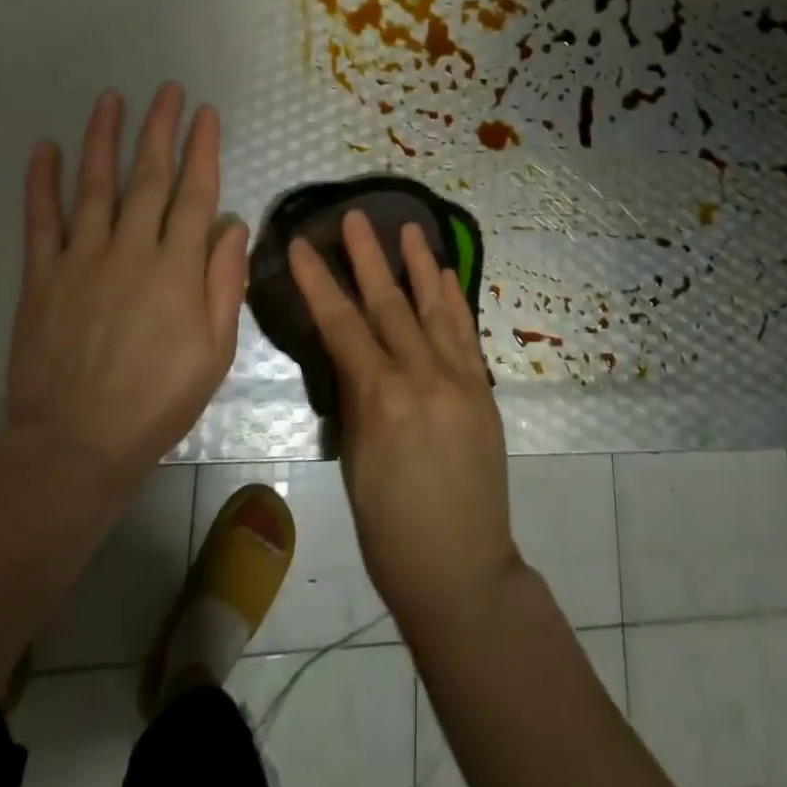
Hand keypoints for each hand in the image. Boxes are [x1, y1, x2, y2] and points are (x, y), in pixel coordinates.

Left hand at [6, 84, 248, 491]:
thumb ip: (225, 281)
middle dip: (161, 128)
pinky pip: (41, 221)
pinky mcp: (42, 276)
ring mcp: (82, 259)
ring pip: (95, 185)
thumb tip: (232, 223)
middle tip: (167, 90)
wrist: (77, 445)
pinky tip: (44, 148)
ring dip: (104, 138)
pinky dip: (41, 183)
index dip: (202, 148)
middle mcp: (131, 249)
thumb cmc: (159, 399)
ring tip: (111, 99)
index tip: (206, 112)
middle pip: (149, 176)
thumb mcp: (216, 349)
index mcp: (177, 267)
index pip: (195, 192)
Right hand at [290, 213, 520, 636]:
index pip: (342, 325)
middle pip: (389, 304)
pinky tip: (448, 276)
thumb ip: (358, 400)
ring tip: (409, 228)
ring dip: (420, 265)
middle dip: (368, 257)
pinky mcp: (482, 388)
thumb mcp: (356, 462)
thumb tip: (355, 358)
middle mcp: (422, 376)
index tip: (303, 245)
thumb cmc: (390, 531)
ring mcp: (459, 378)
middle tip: (356, 216)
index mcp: (381, 398)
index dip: (320, 282)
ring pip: (434, 308)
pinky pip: (466, 333)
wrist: (461, 569)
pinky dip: (454, 301)